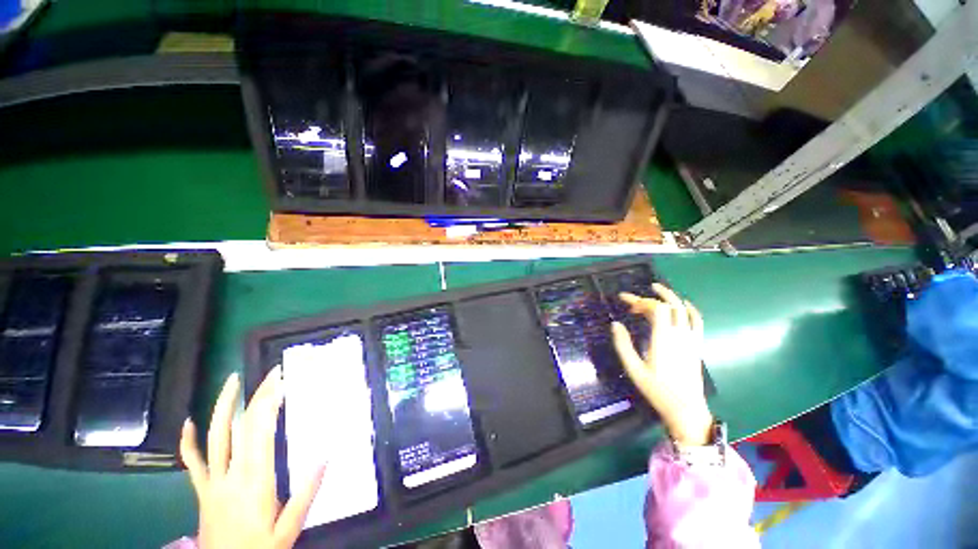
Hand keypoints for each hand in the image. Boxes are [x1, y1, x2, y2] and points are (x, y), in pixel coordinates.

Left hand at [180, 368, 324, 548]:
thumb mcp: (289, 528)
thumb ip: (306, 493)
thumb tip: (326, 456)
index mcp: (256, 480)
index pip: (260, 432)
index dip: (268, 403)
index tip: (280, 381)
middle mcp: (232, 475)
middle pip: (241, 427)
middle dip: (257, 396)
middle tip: (271, 374)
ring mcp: (212, 482)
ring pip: (214, 437)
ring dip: (222, 406)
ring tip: (232, 381)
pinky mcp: (201, 490)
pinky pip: (191, 462)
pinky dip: (187, 441)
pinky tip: (187, 422)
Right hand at [611, 283, 713, 446]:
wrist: (686, 409)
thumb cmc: (657, 390)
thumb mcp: (634, 369)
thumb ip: (623, 345)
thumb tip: (615, 324)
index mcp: (663, 339)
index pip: (655, 308)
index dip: (640, 300)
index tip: (624, 301)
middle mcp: (679, 335)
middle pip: (669, 306)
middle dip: (650, 297)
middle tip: (634, 298)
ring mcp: (691, 339)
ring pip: (683, 310)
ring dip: (670, 297)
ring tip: (657, 289)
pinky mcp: (697, 345)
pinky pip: (697, 321)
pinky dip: (690, 309)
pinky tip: (684, 304)